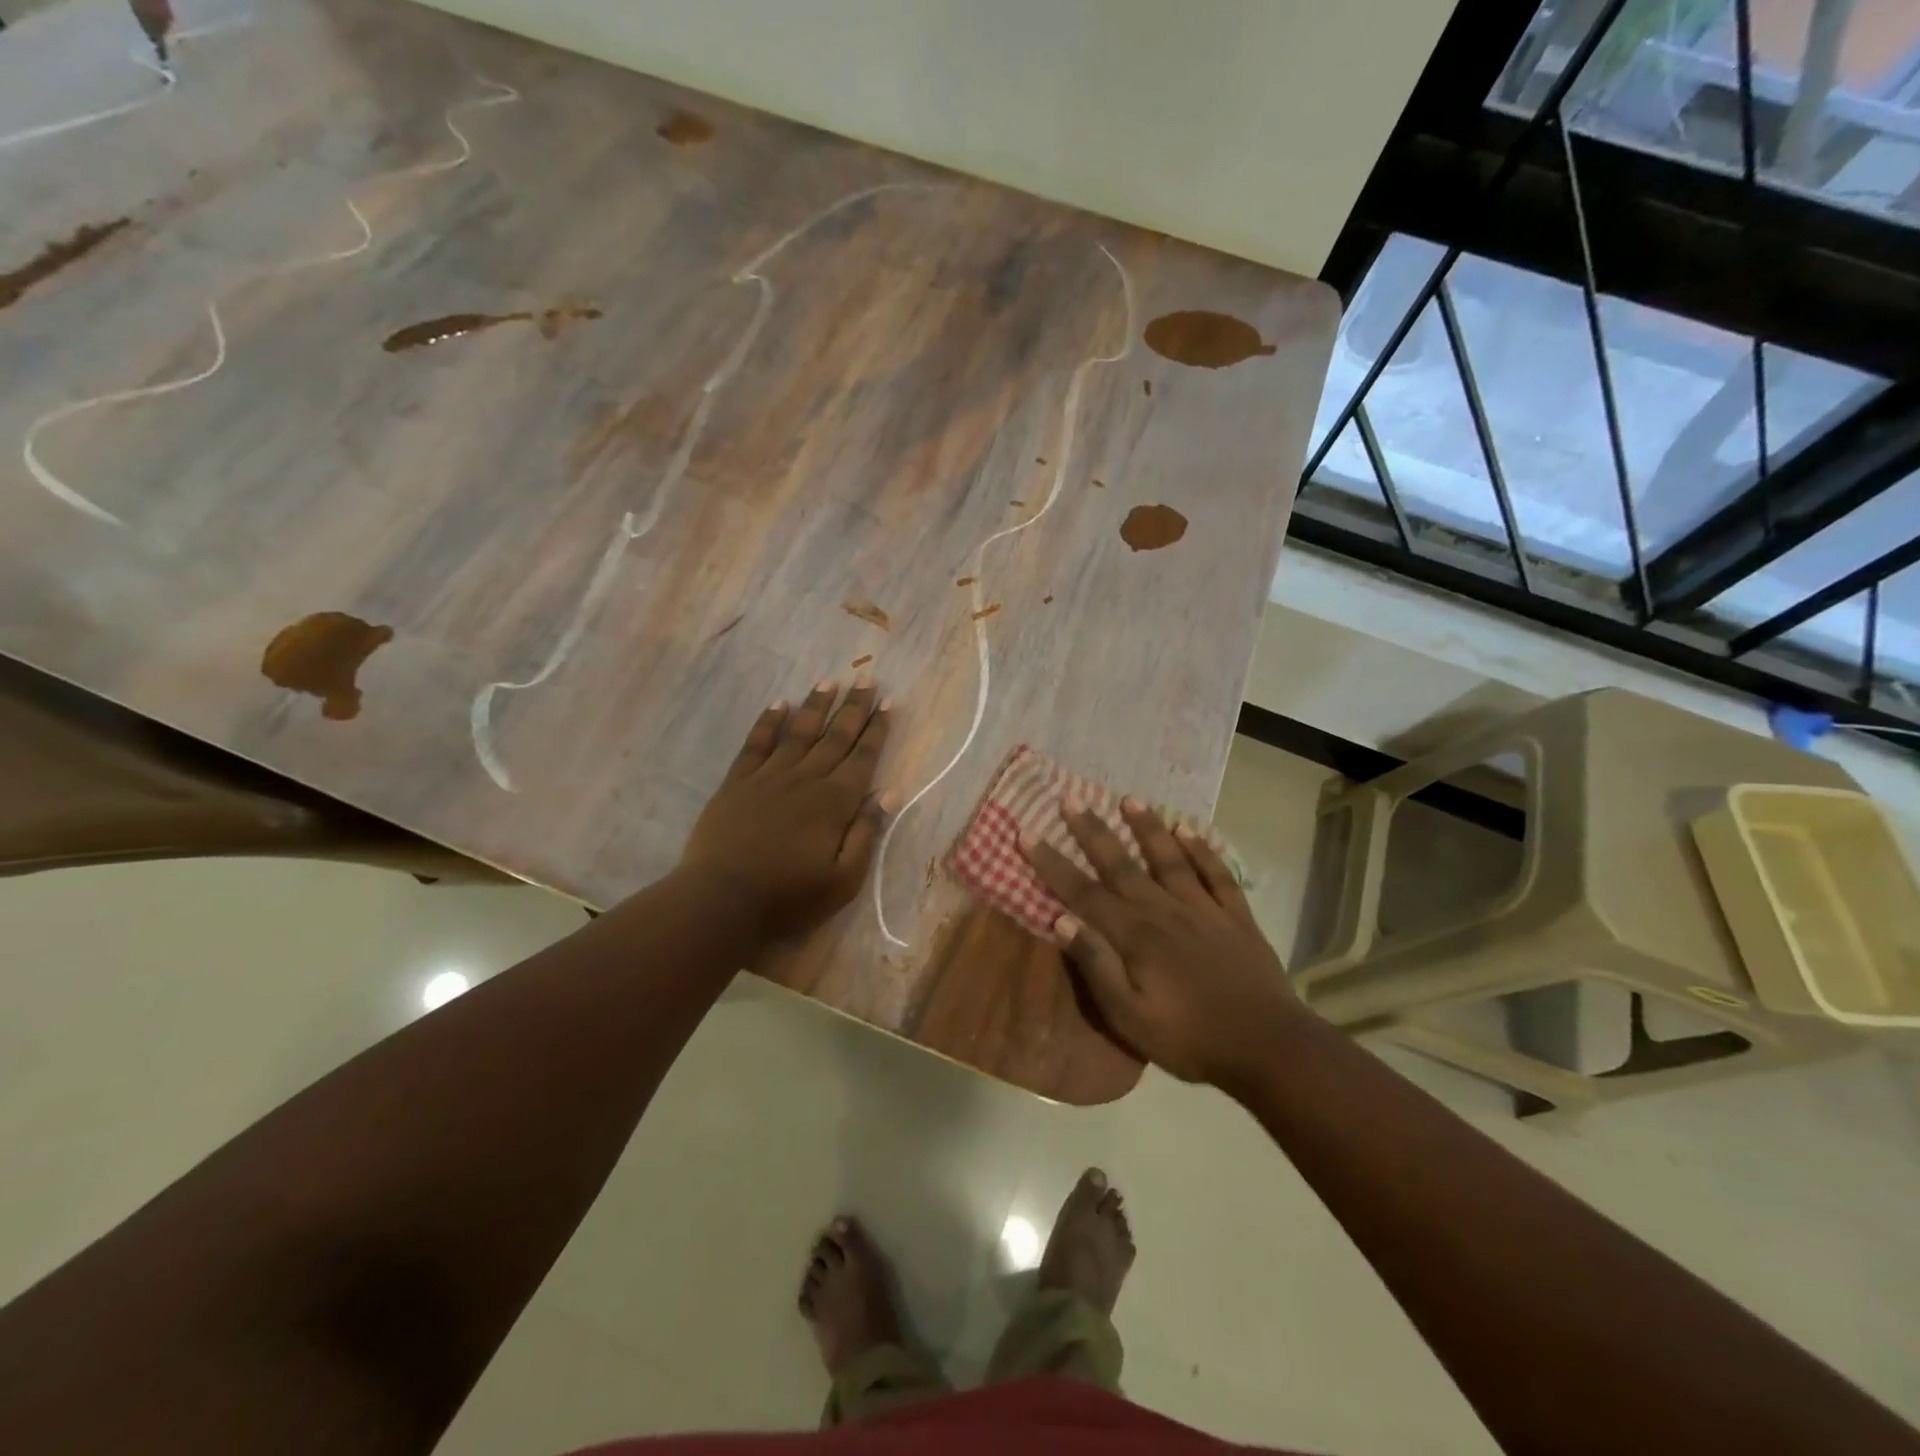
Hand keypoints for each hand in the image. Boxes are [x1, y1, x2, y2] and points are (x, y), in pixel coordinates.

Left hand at [679, 679, 892, 941]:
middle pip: (835, 737)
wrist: (721, 901)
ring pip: (798, 732)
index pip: (862, 757)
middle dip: (854, 707)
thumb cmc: (789, 898)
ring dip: (815, 705)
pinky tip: (779, 704)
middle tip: (867, 679)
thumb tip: (890, 793)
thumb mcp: (843, 880)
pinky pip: (757, 743)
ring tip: (829, 681)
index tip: (889, 703)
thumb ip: (866, 834)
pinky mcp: (737, 783)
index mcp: (834, 802)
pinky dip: (769, 722)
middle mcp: (805, 779)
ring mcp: (768, 777)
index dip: (877, 730)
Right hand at [1023, 798, 1300, 1091]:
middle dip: (1092, 832)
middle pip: (1121, 865)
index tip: (1028, 834)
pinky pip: (1216, 874)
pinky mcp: (1236, 916)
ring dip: (1148, 828)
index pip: (1083, 892)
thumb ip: (1096, 966)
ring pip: (1169, 859)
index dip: (1052, 863)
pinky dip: (1203, 850)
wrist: (1268, 1046)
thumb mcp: (1129, 1017)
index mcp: (1134, 936)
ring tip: (1129, 800)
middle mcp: (1164, 911)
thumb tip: (1061, 919)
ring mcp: (1203, 909)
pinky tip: (1189, 830)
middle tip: (1071, 799)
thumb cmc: (1189, 1038)